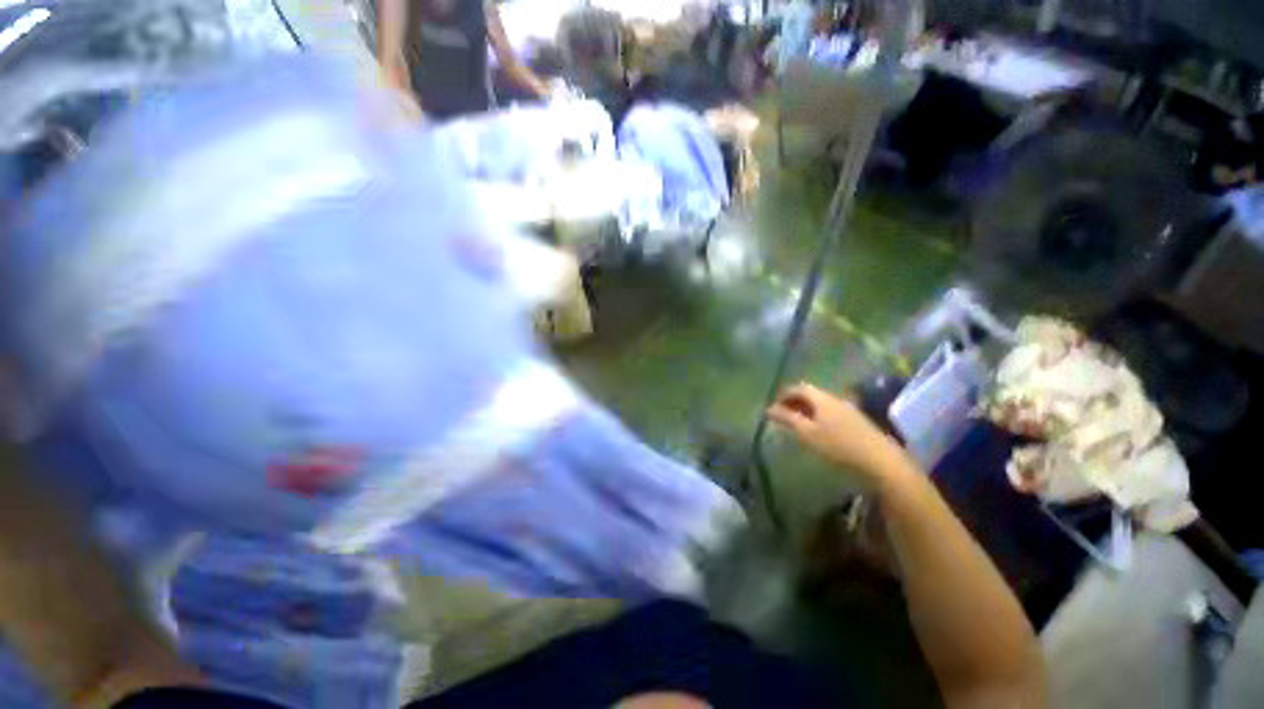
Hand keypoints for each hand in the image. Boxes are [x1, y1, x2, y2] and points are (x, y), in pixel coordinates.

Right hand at [766, 383, 908, 482]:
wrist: (881, 461)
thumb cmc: (839, 446)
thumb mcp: (808, 433)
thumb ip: (787, 419)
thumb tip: (769, 409)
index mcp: (822, 398)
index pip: (799, 388)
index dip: (784, 394)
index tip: (773, 406)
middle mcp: (836, 398)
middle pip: (811, 394)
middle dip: (794, 401)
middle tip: (783, 414)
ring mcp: (849, 409)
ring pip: (822, 403)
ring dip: (807, 409)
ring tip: (797, 423)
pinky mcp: (857, 421)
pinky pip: (831, 412)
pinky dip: (818, 415)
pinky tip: (818, 430)